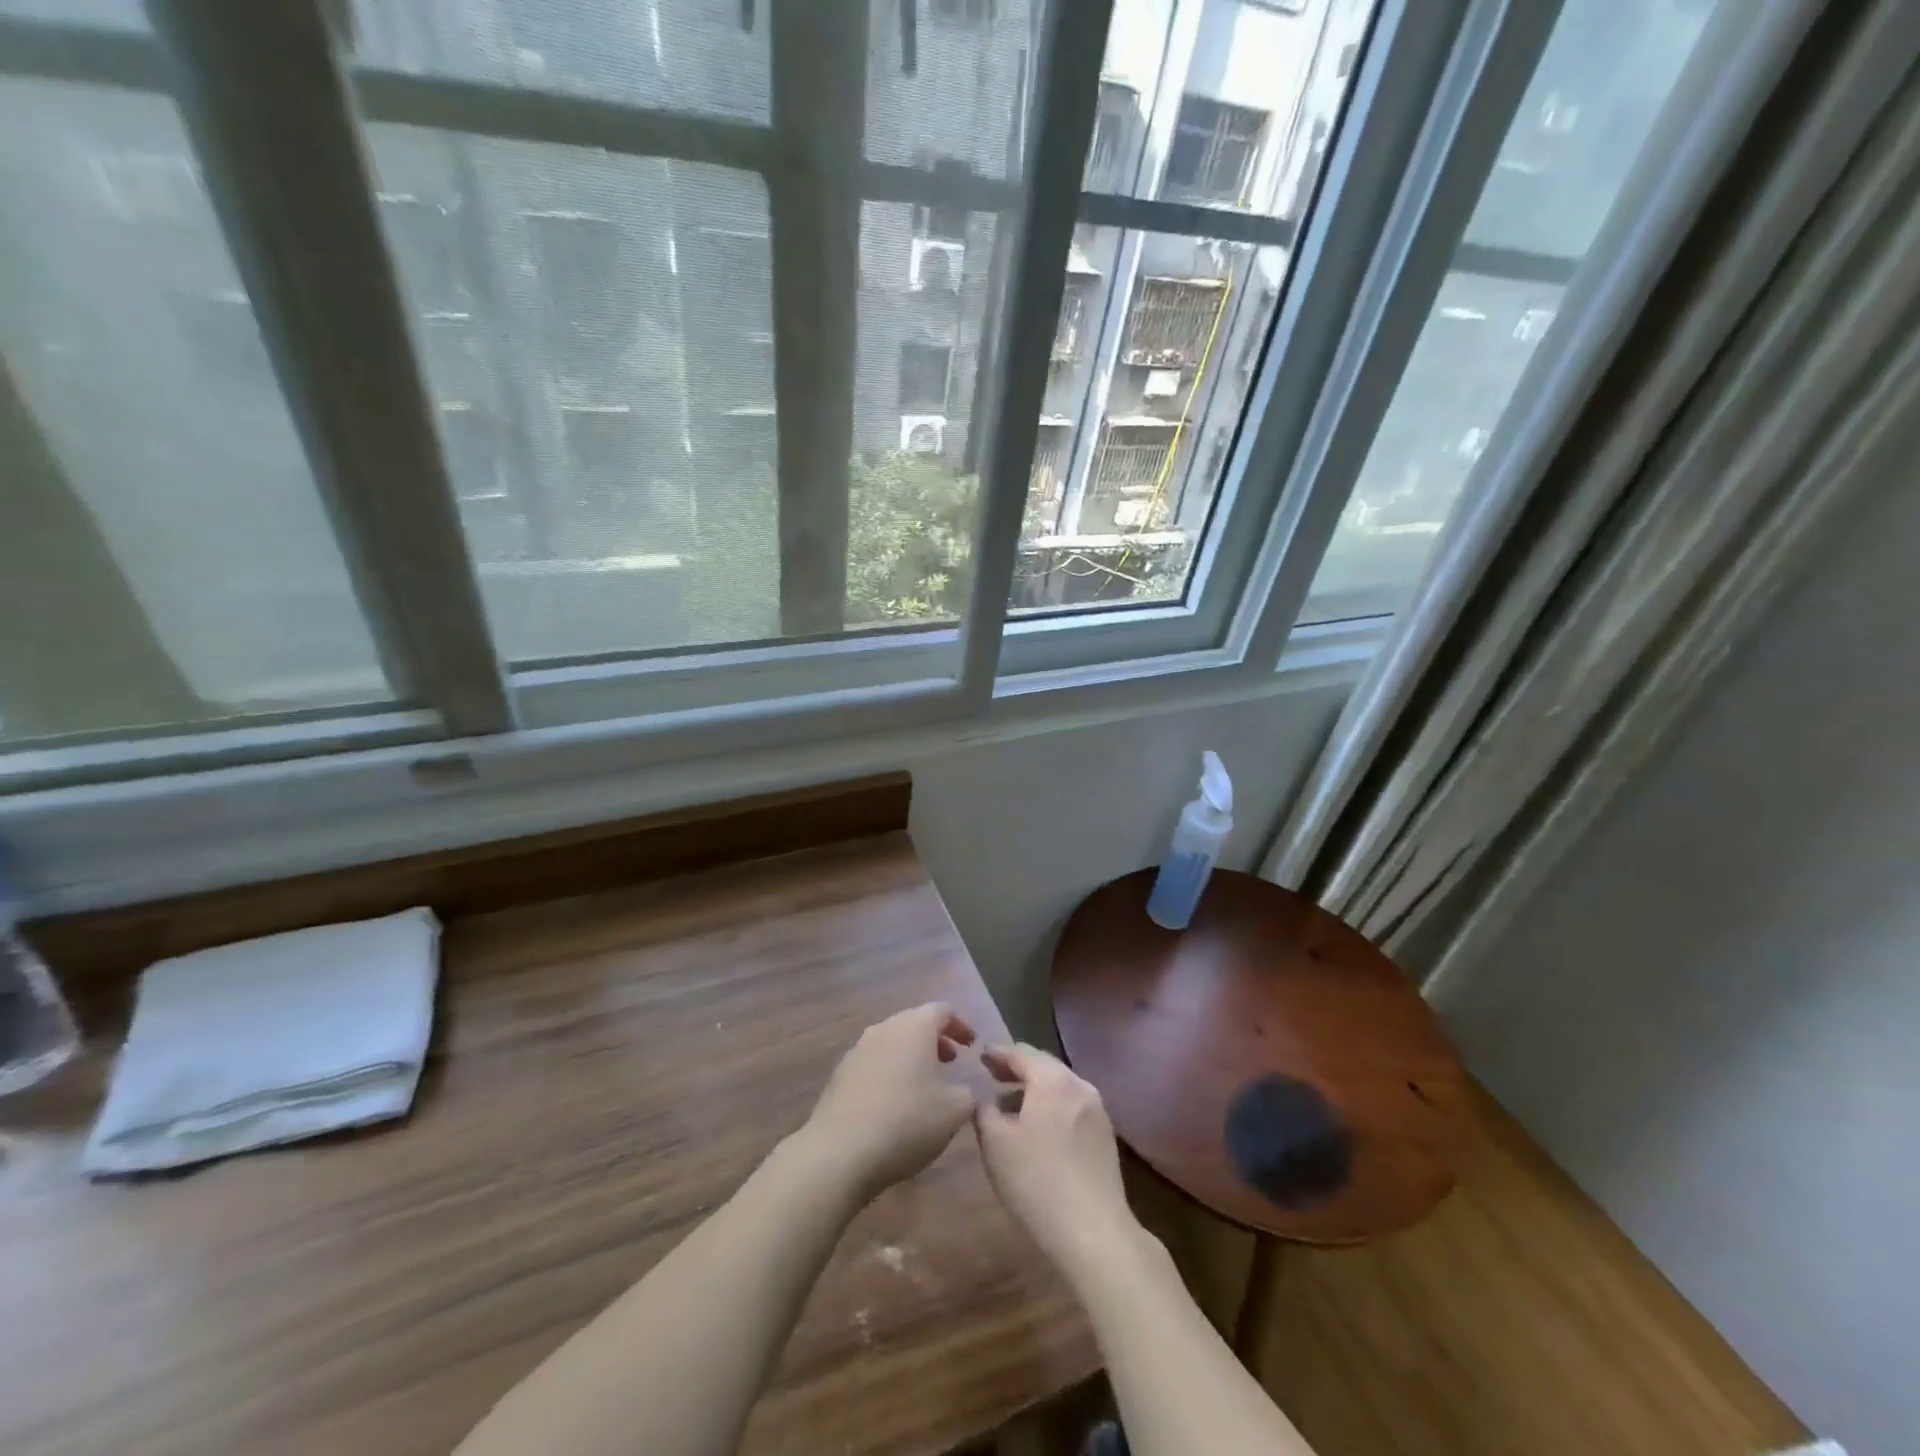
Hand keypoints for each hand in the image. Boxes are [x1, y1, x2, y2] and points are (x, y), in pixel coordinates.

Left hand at [800, 1002, 976, 1202]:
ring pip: (892, 1043)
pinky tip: (895, 1104)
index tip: (972, 1046)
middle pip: (915, 1023)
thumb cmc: (907, 1121)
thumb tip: (961, 1089)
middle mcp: (884, 1029)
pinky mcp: (840, 1075)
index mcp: (914, 1027)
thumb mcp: (955, 1111)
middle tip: (951, 1061)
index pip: (943, 1011)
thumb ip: (967, 1093)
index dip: (961, 1025)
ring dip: (912, 1057)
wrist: (840, 1151)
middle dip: (936, 1040)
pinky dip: (890, 1073)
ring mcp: (858, 1050)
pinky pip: (874, 1064)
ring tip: (925, 1084)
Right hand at [974, 1044, 1139, 1280]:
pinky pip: (1072, 1106)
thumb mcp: (995, 1144)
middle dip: (1017, 1068)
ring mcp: (1097, 1110)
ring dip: (1034, 1089)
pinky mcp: (1105, 1135)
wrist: (1094, 1233)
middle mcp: (1079, 1085)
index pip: (1020, 1053)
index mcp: (1052, 1079)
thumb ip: (984, 1111)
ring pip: (1059, 1087)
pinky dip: (1051, 1106)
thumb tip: (985, 1099)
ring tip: (1011, 1106)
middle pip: (1044, 1065)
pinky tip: (1038, 1128)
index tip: (980, 1056)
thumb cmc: (1037, 1182)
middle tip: (993, 1076)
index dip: (997, 1053)